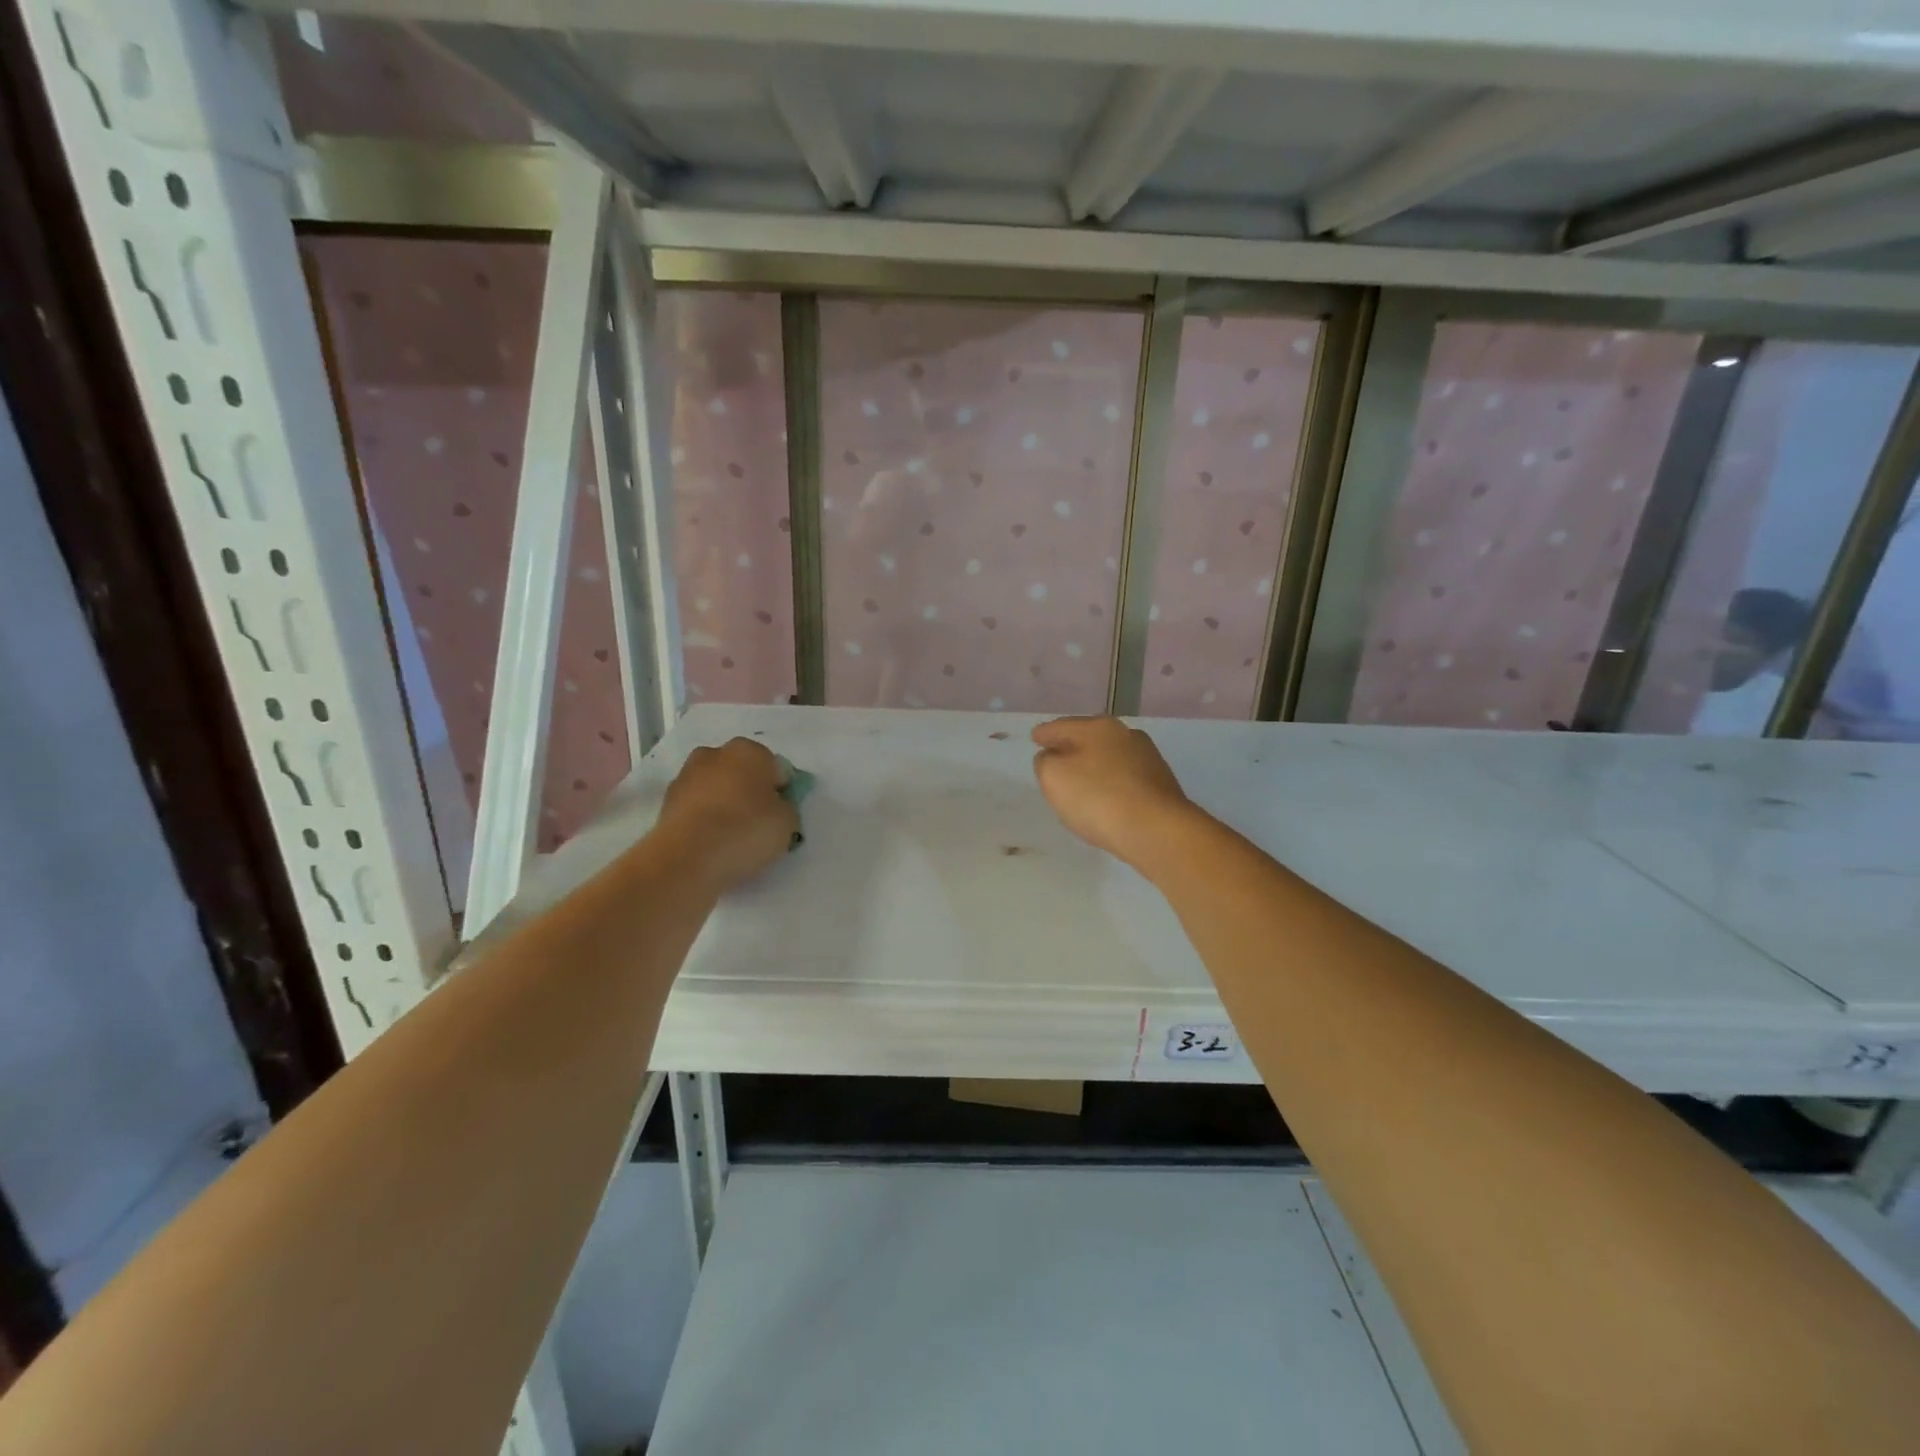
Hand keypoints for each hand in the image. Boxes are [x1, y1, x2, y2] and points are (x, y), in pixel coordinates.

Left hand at [655, 738, 799, 893]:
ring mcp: (686, 776)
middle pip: (742, 773)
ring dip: (723, 805)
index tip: (780, 817)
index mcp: (750, 750)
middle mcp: (715, 754)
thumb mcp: (788, 823)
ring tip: (730, 839)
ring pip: (716, 789)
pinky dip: (703, 820)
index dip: (781, 794)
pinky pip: (696, 808)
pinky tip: (709, 844)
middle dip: (749, 793)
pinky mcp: (666, 801)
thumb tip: (775, 807)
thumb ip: (786, 808)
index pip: (776, 770)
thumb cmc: (746, 831)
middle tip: (756, 825)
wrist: (687, 858)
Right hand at [1031, 717, 1202, 871]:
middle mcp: (1126, 735)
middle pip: (1089, 738)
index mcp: (1098, 727)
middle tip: (1055, 758)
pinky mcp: (1161, 785)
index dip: (1045, 733)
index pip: (1062, 726)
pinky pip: (1125, 779)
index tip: (1035, 738)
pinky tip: (1106, 800)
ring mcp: (1148, 759)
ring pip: (1110, 758)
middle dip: (1072, 747)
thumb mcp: (1054, 777)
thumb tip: (1053, 757)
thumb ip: (1046, 762)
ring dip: (1094, 766)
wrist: (1157, 830)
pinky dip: (1111, 784)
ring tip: (1080, 782)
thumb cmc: (1098, 798)